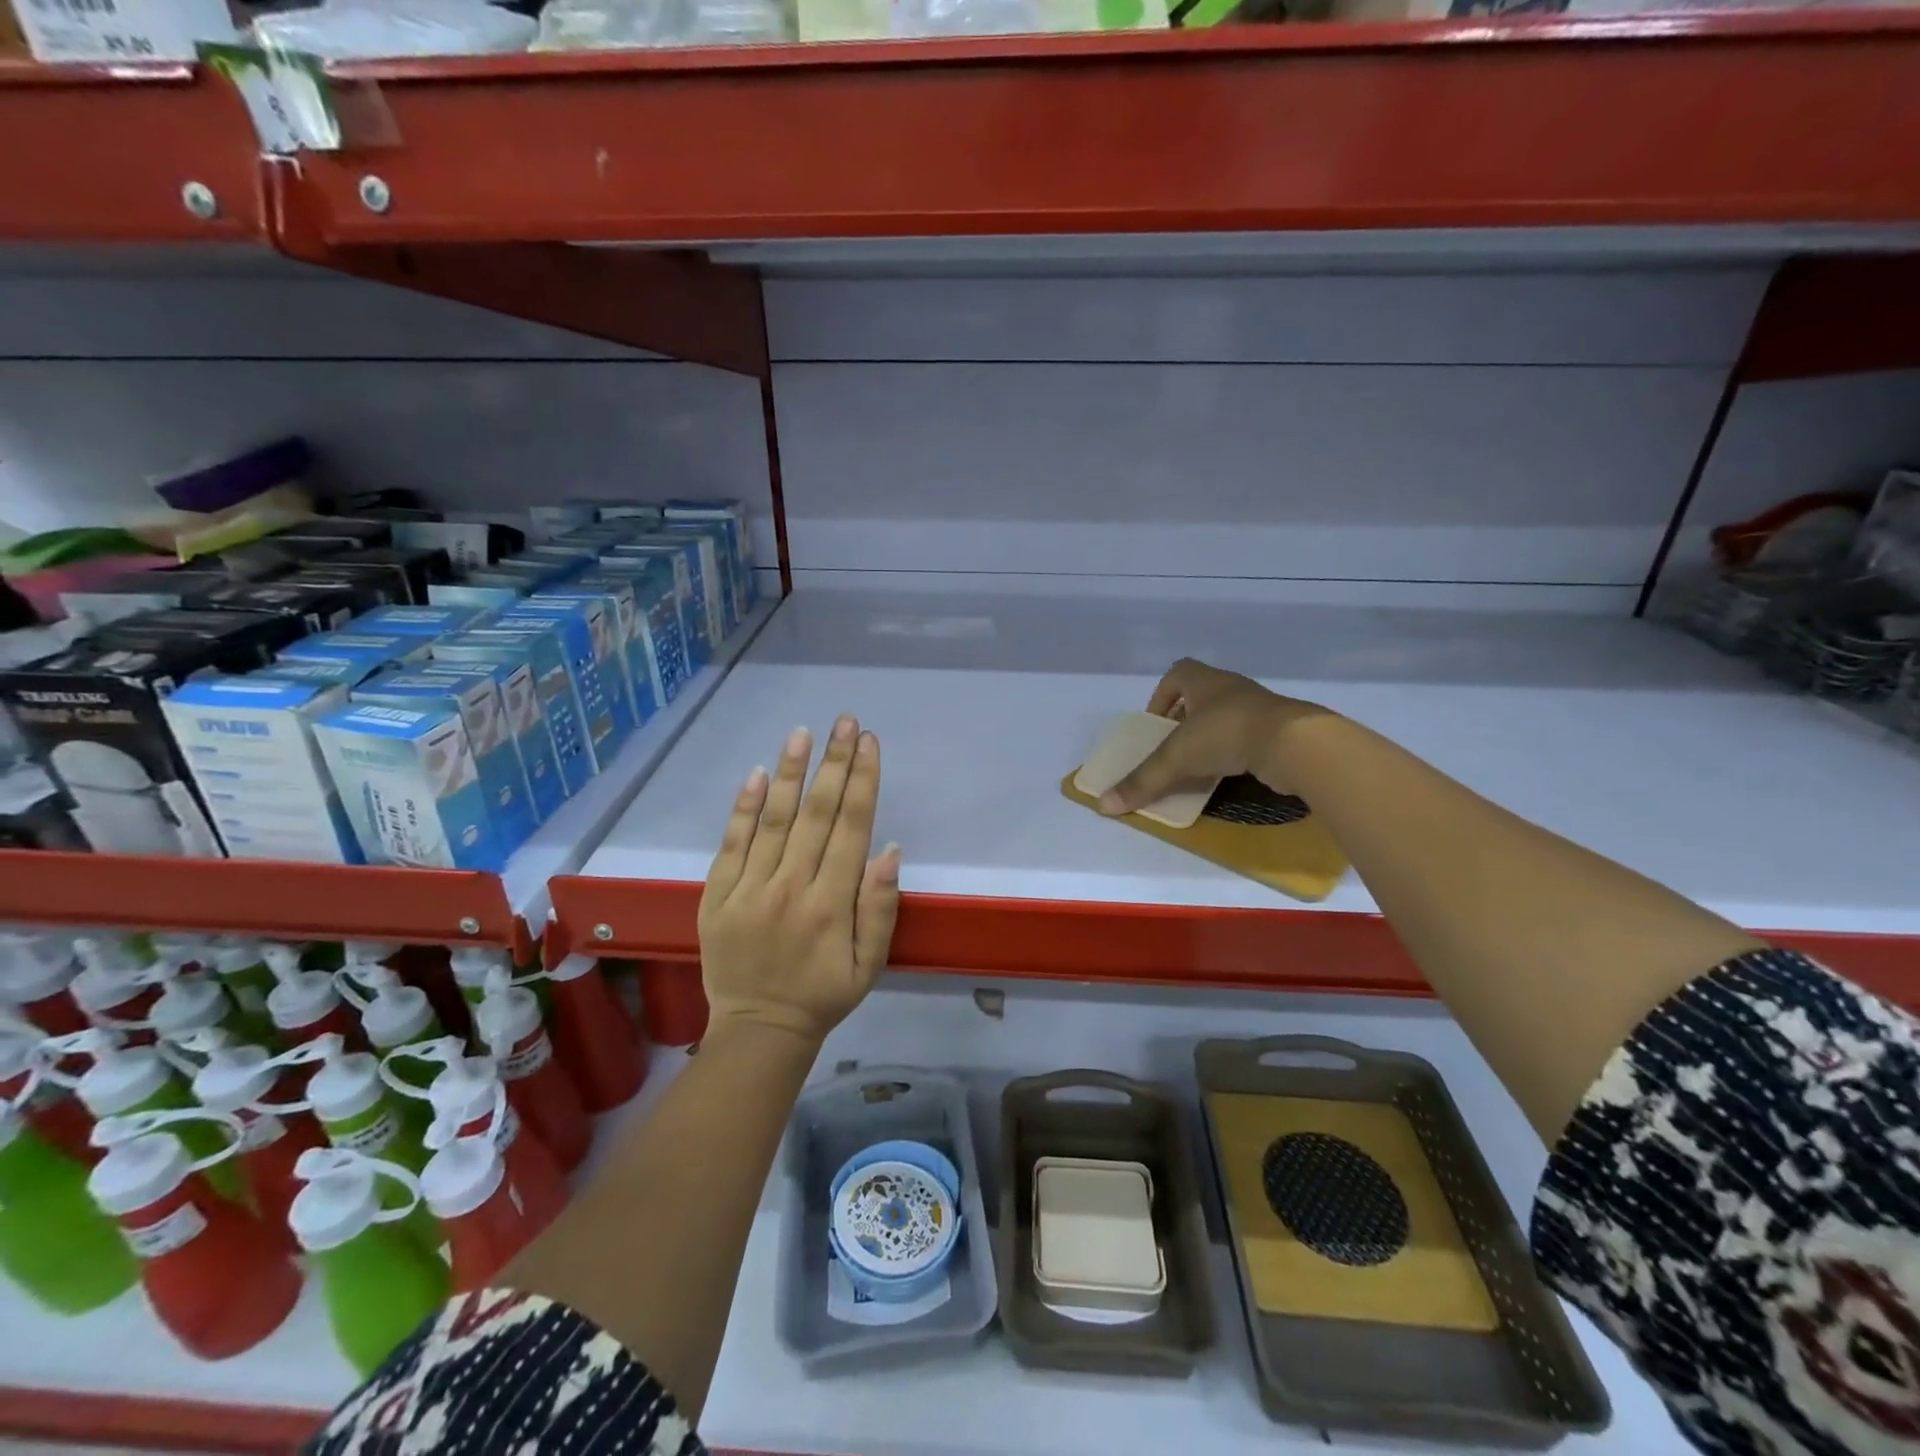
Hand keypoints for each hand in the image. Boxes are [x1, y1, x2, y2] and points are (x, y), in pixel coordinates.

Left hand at [698, 715, 901, 1043]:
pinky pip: (731, 844)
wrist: (758, 1030)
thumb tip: (888, 851)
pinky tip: (759, 775)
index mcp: (832, 904)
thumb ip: (880, 908)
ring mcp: (749, 889)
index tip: (869, 743)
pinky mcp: (717, 896)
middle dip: (834, 763)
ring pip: (775, 820)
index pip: (851, 828)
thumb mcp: (870, 964)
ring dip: (792, 773)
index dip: (862, 781)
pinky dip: (744, 808)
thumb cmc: (824, 995)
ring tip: (804, 733)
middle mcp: (791, 887)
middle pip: (817, 814)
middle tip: (845, 721)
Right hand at [1098, 658, 1332, 814]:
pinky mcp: (1278, 732)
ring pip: (1226, 718)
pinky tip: (1226, 775)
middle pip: (1201, 697)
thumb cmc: (1226, 734)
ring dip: (1210, 738)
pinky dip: (1233, 754)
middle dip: (1184, 721)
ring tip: (1196, 765)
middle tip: (1171, 747)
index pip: (1179, 673)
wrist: (1294, 744)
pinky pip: (1247, 738)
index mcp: (1205, 681)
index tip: (1155, 723)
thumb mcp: (1176, 758)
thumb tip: (1103, 805)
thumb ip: (1143, 781)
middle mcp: (1232, 689)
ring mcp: (1259, 709)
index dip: (1162, 695)